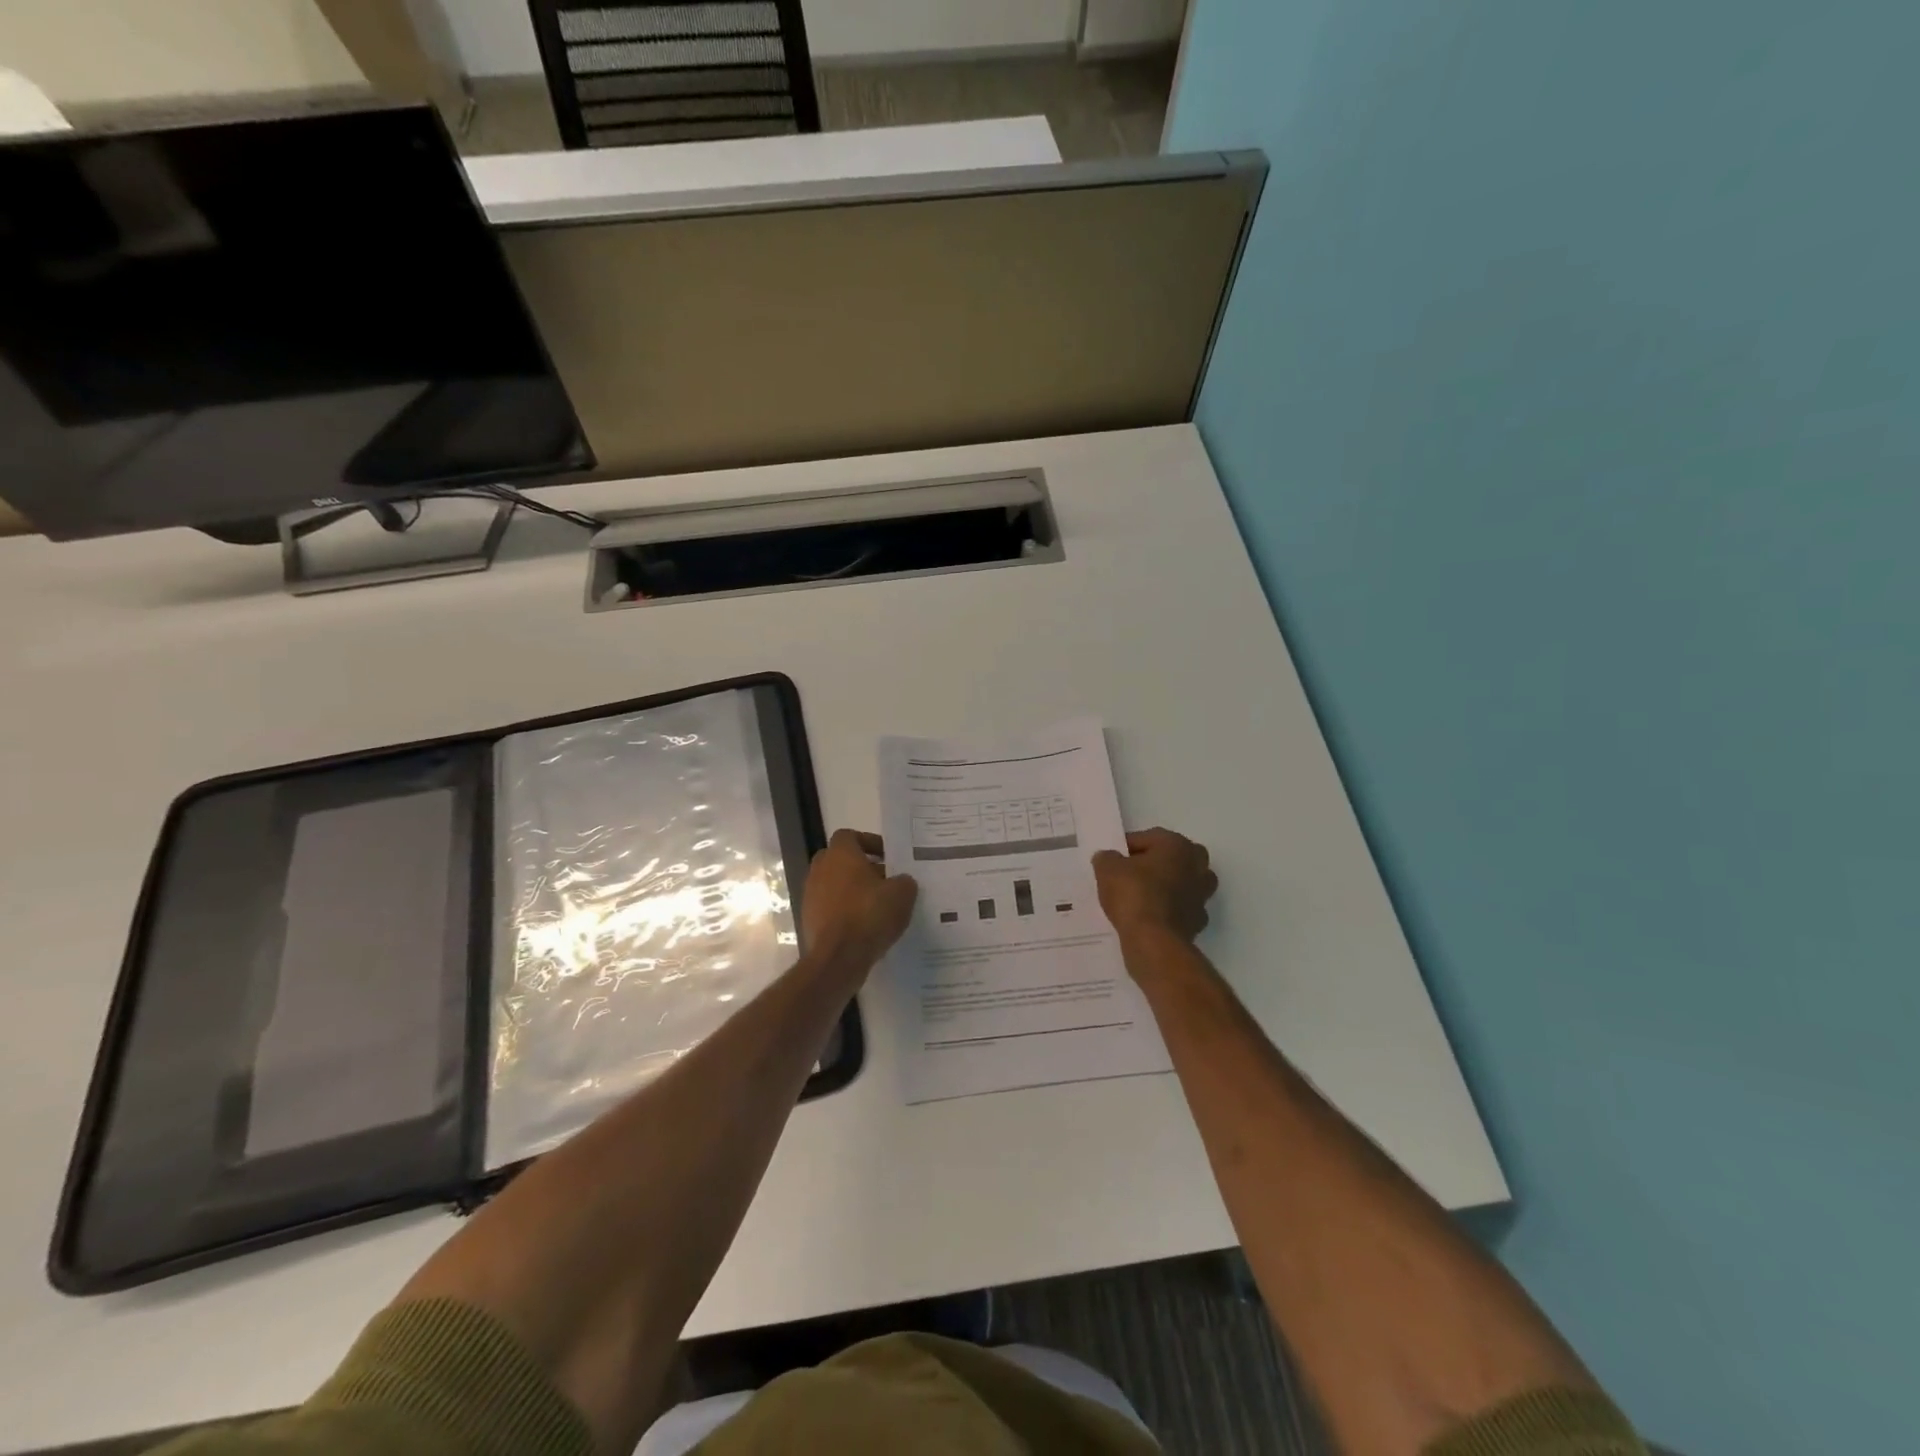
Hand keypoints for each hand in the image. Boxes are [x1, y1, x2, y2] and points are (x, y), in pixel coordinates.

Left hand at [801, 829, 917, 971]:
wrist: (838, 958)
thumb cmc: (869, 915)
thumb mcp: (902, 894)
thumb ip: (904, 881)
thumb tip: (901, 882)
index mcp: (840, 854)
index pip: (850, 836)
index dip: (870, 843)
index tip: (888, 856)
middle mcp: (820, 870)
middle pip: (840, 860)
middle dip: (862, 868)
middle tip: (884, 880)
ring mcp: (811, 896)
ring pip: (834, 885)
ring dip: (853, 891)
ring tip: (878, 906)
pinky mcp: (809, 920)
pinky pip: (830, 908)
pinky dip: (845, 912)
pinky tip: (865, 926)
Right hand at [1092, 828, 1217, 943]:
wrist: (1153, 940)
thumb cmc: (1133, 893)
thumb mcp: (1108, 869)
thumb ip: (1107, 858)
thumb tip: (1108, 858)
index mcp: (1178, 845)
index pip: (1148, 838)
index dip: (1127, 847)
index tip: (1111, 860)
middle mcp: (1197, 866)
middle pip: (1172, 858)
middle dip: (1153, 864)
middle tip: (1129, 874)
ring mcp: (1202, 896)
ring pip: (1181, 884)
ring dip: (1165, 887)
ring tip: (1139, 896)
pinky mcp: (1198, 922)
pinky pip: (1180, 909)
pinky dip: (1168, 910)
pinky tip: (1148, 917)